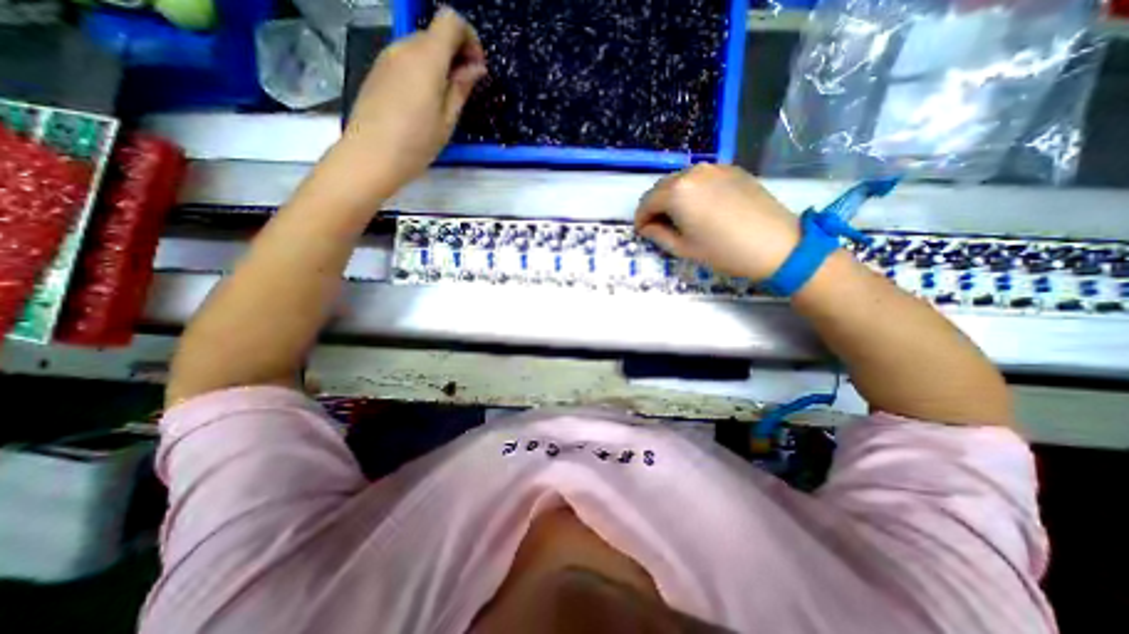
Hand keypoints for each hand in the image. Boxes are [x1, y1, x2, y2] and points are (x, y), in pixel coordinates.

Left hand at [344, 4, 485, 193]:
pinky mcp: (378, 71)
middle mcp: (404, 48)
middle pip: (435, 34)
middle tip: (466, 88)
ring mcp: (387, 57)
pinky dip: (422, 71)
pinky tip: (425, 101)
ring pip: (420, 47)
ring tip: (446, 99)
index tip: (477, 67)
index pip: (450, 21)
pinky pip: (406, 60)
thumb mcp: (448, 120)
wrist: (371, 156)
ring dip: (439, 64)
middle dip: (456, 54)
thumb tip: (475, 67)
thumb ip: (461, 87)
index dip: (469, 38)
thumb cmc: (416, 142)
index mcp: (426, 57)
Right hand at [635, 164, 802, 278]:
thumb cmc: (723, 251)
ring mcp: (714, 167)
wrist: (776, 244)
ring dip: (673, 197)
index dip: (640, 218)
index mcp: (677, 192)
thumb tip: (646, 227)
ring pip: (681, 180)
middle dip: (655, 206)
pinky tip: (701, 207)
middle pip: (662, 187)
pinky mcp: (731, 169)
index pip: (647, 201)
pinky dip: (692, 190)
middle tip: (657, 226)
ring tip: (679, 217)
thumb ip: (658, 235)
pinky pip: (701, 178)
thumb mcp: (683, 249)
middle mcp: (692, 172)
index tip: (642, 232)